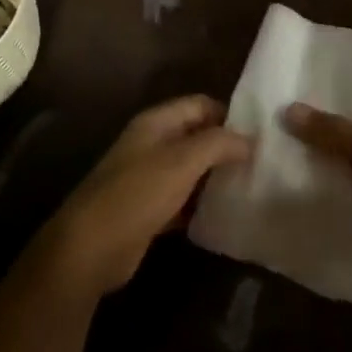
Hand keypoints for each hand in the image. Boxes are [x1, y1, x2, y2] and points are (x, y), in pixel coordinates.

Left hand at [34, 95, 251, 300]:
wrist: (91, 247)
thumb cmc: (137, 193)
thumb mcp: (182, 161)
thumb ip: (218, 144)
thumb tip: (249, 139)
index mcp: (156, 122)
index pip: (199, 104)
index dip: (228, 114)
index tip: (259, 133)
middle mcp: (151, 144)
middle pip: (196, 136)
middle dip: (225, 147)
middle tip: (260, 162)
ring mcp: (148, 178)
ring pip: (190, 169)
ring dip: (215, 177)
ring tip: (250, 186)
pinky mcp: (148, 210)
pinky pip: (182, 199)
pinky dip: (201, 204)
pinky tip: (225, 214)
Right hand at [286, 103, 351, 287]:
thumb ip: (330, 130)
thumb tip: (288, 108)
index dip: (324, 105)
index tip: (286, 102)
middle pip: (346, 141)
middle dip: (315, 142)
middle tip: (268, 133)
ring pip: (343, 175)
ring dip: (317, 175)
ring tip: (269, 164)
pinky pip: (344, 205)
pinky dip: (325, 205)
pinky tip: (288, 199)